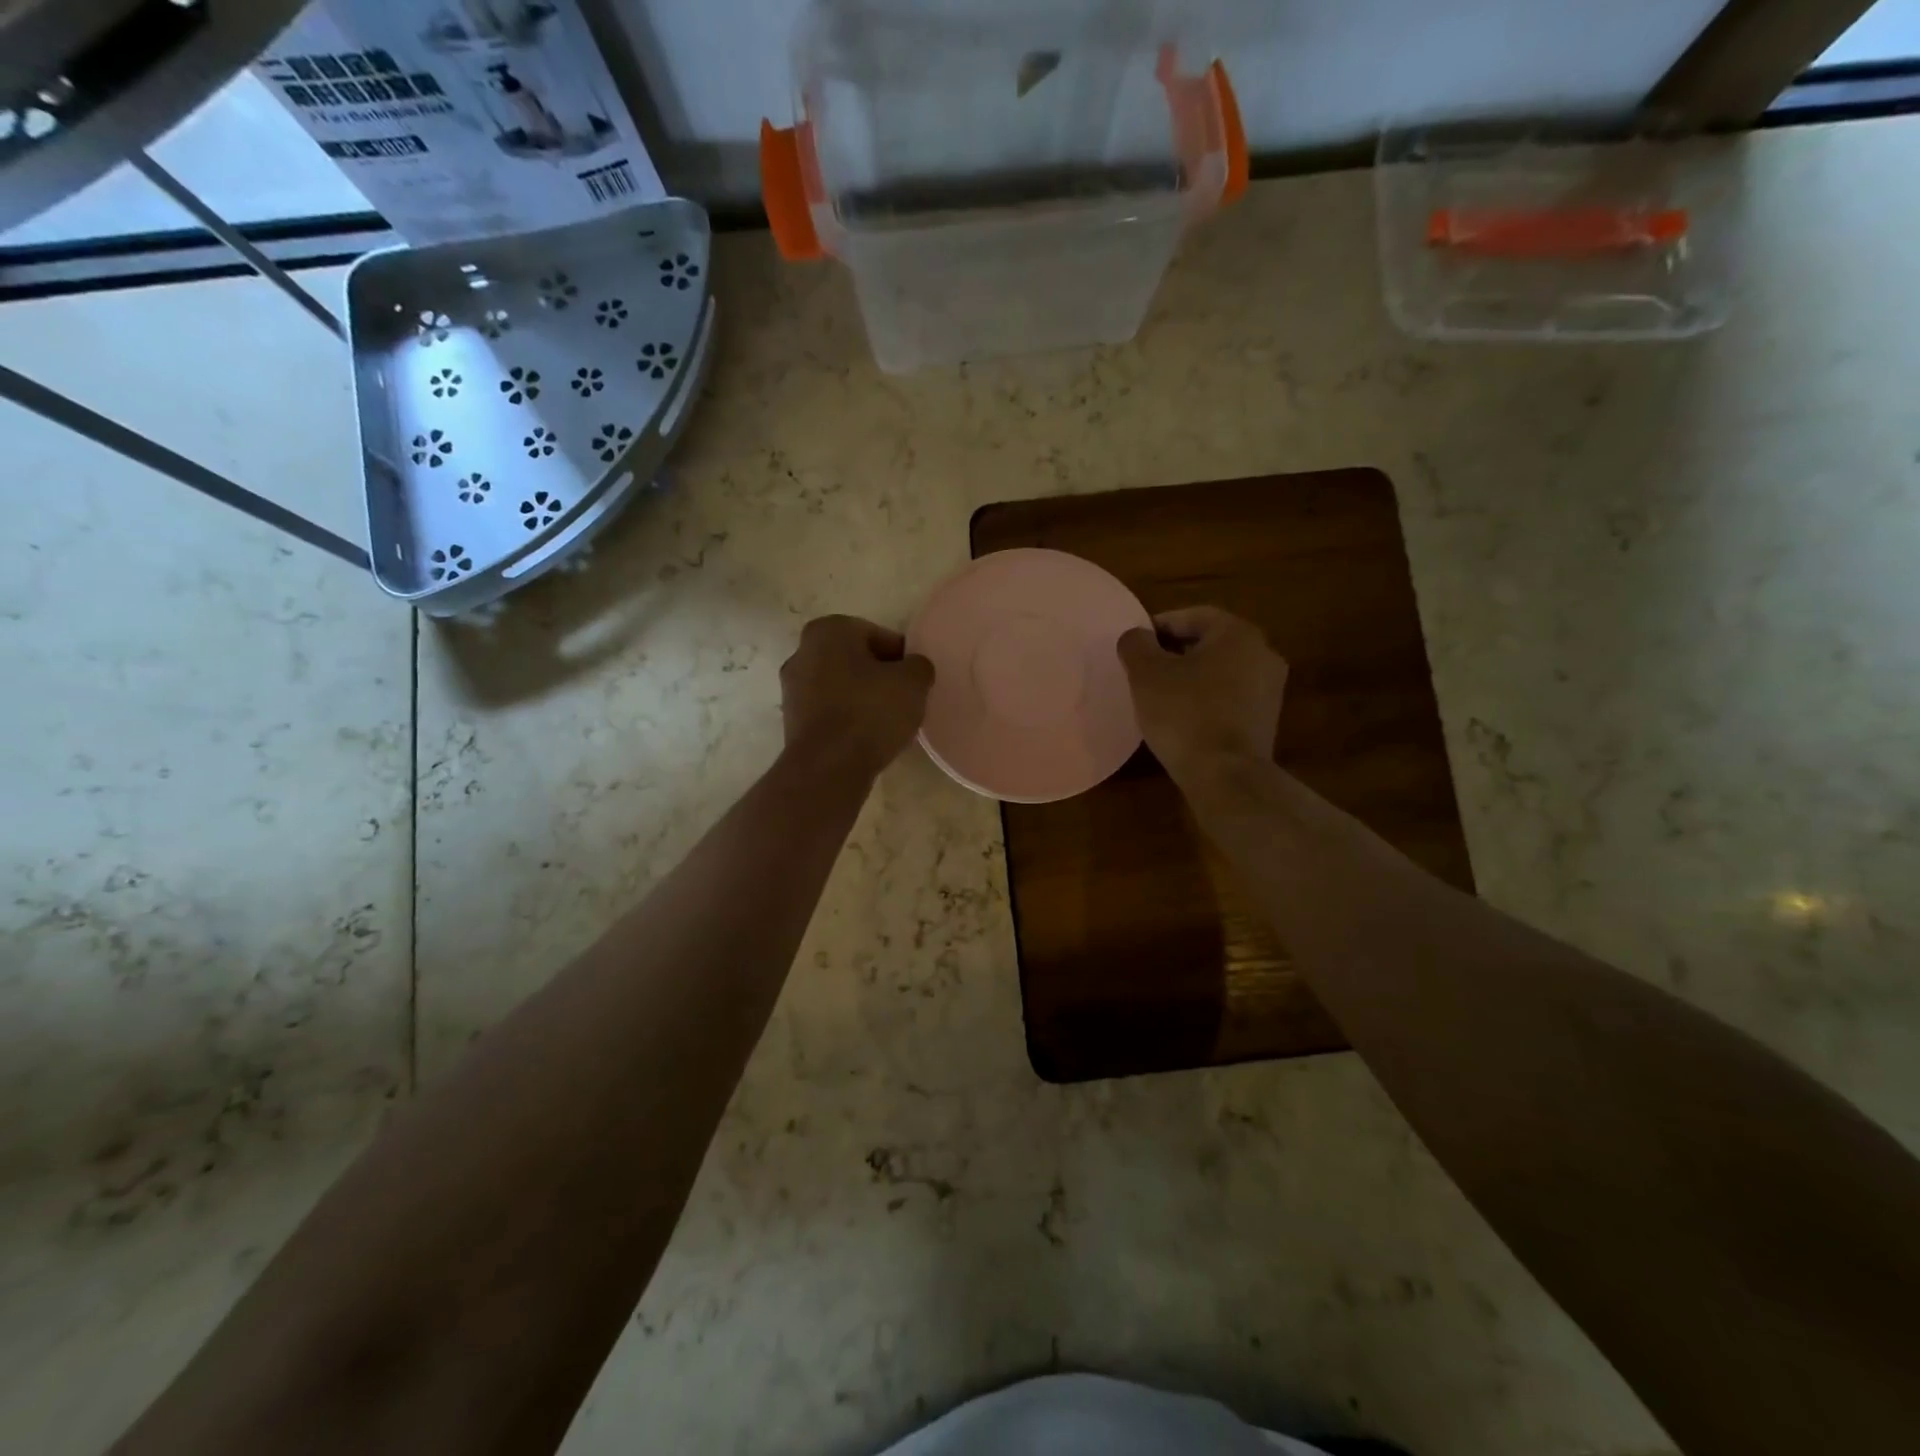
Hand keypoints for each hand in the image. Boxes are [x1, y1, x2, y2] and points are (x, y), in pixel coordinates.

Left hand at [780, 615, 934, 776]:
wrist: (828, 767)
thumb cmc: (870, 712)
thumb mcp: (913, 682)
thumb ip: (919, 666)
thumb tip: (913, 668)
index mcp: (829, 630)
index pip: (879, 636)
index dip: (902, 659)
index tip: (915, 682)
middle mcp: (802, 652)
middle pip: (857, 661)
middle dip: (880, 678)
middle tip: (904, 701)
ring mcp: (792, 688)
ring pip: (842, 687)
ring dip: (863, 699)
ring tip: (888, 723)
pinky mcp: (792, 721)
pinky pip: (830, 712)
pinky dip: (848, 720)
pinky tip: (866, 738)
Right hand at [1116, 607, 1286, 781]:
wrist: (1226, 775)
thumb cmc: (1185, 714)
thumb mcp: (1147, 674)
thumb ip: (1136, 645)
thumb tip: (1136, 636)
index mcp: (1238, 634)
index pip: (1193, 616)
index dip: (1159, 626)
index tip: (1135, 645)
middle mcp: (1263, 653)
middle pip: (1209, 643)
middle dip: (1174, 652)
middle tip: (1143, 669)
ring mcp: (1270, 689)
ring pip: (1220, 671)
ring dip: (1190, 677)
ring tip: (1159, 695)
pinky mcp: (1266, 720)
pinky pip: (1229, 698)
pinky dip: (1205, 700)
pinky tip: (1182, 718)